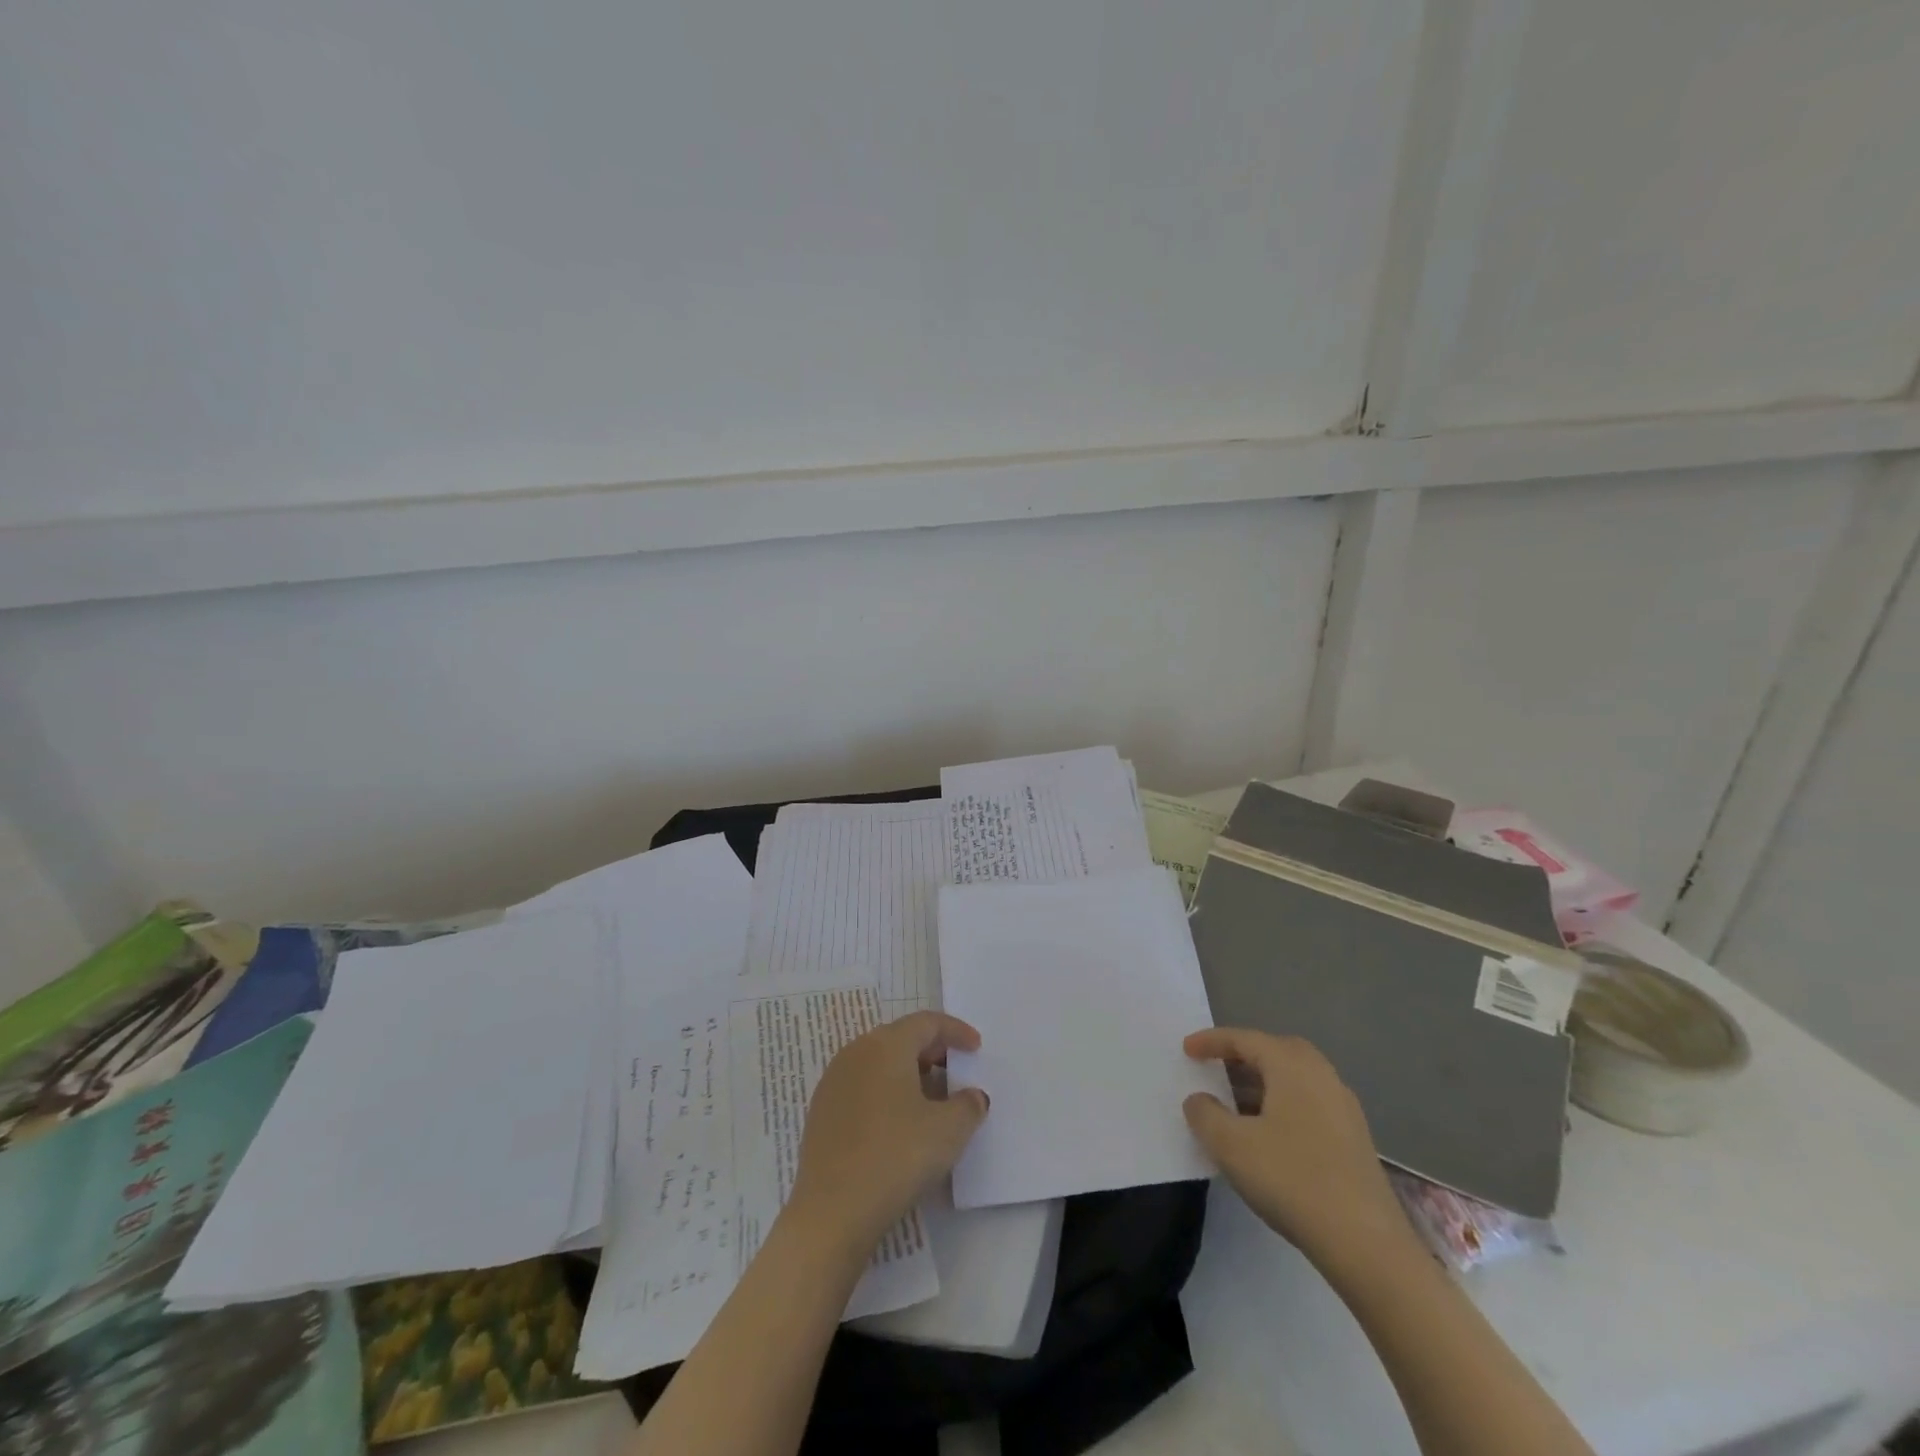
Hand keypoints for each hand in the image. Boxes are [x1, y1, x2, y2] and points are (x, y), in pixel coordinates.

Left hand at [786, 1011, 989, 1255]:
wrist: (832, 1211)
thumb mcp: (949, 1130)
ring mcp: (833, 1082)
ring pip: (879, 1063)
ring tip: (931, 1101)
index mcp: (886, 1045)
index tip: (976, 1047)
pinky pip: (862, 1087)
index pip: (926, 1022)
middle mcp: (856, 1052)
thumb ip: (968, 1105)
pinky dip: (886, 1093)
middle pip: (900, 1038)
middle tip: (955, 1072)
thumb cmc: (897, 1156)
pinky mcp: (821, 1112)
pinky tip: (899, 1124)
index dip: (955, 1031)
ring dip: (908, 1074)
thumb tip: (972, 1096)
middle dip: (932, 1051)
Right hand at [1183, 1027, 1415, 1272]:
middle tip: (1216, 1067)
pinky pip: (1309, 1103)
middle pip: (1276, 1051)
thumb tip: (1199, 1100)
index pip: (1245, 1039)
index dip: (1212, 1041)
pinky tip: (1268, 1135)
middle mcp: (1322, 1076)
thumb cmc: (1292, 1179)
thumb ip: (1205, 1114)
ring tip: (1235, 1103)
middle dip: (1243, 1055)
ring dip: (1263, 1082)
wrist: (1367, 1244)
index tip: (1186, 1049)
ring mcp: (1344, 1108)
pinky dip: (1282, 1105)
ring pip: (1295, 1079)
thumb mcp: (1231, 1145)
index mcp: (1292, 1066)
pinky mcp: (1355, 1140)